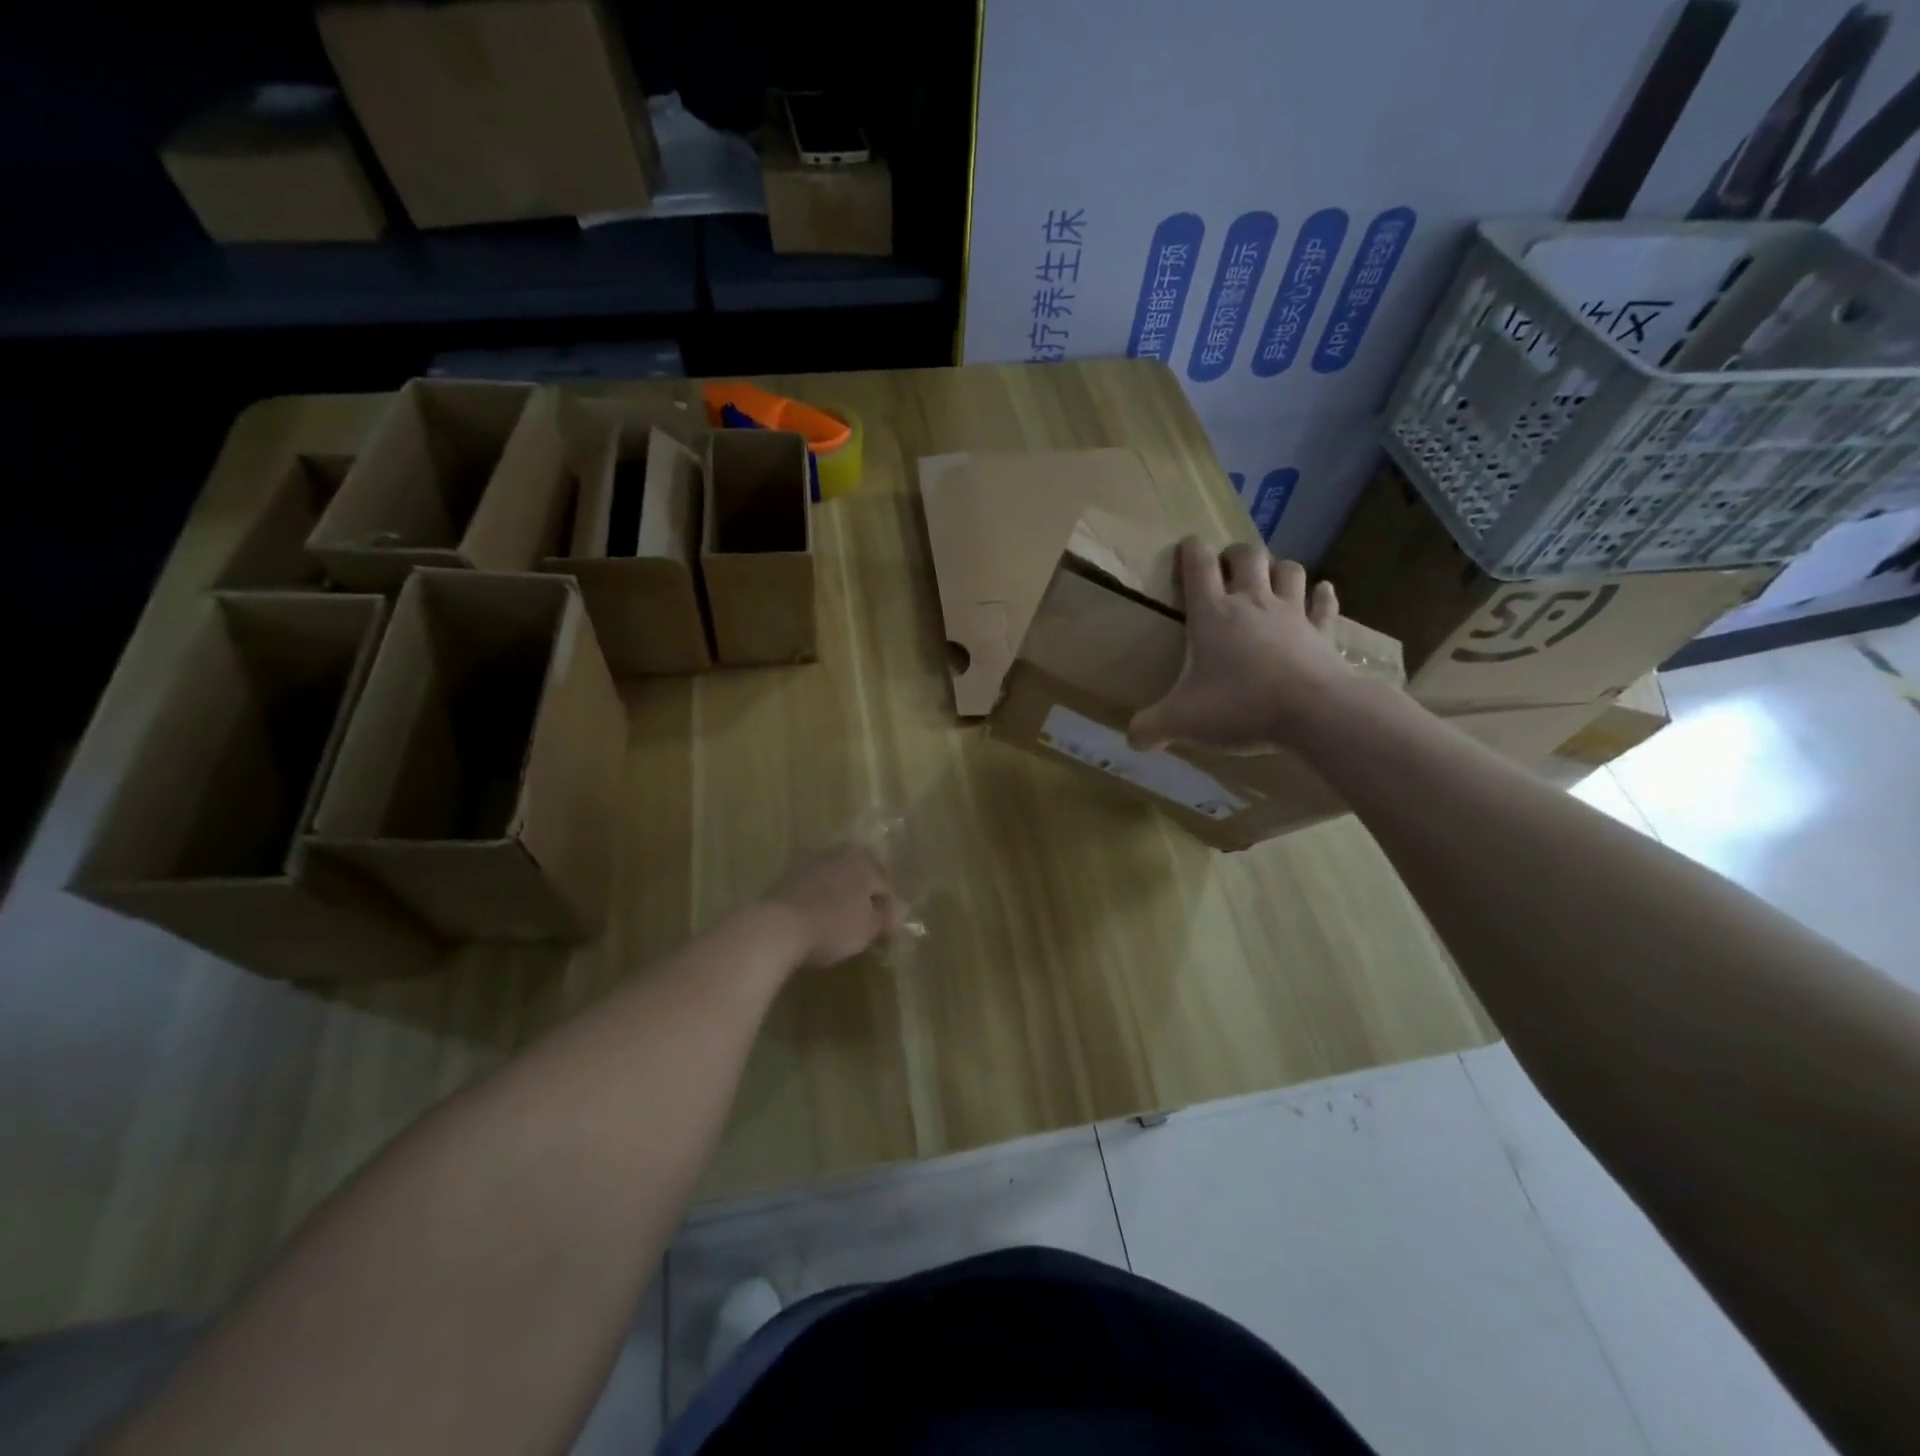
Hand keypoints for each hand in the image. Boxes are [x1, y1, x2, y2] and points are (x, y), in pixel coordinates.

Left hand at [765, 846, 902, 968]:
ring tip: (838, 924)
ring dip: (838, 897)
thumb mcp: (868, 928)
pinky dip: (817, 900)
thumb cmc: (833, 925)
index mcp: (861, 859)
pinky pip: (812, 888)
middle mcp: (836, 852)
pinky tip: (816, 920)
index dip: (887, 910)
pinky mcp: (785, 876)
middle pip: (858, 876)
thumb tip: (899, 911)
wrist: (777, 927)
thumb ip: (885, 918)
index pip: (884, 885)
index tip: (885, 932)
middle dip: (862, 897)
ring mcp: (807, 861)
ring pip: (833, 880)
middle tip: (864, 925)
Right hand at [1128, 538, 1351, 753]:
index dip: (1191, 551)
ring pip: (1288, 570)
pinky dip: (1321, 595)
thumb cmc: (1240, 706)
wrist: (1314, 712)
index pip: (1199, 566)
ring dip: (1277, 567)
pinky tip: (1321, 592)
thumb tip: (1132, 739)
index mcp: (1212, 615)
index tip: (1187, 545)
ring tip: (1269, 577)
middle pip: (1248, 556)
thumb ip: (1151, 727)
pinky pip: (1324, 603)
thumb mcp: (1182, 721)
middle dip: (1236, 554)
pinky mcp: (1323, 632)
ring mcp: (1292, 614)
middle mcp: (1252, 603)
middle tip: (1227, 566)